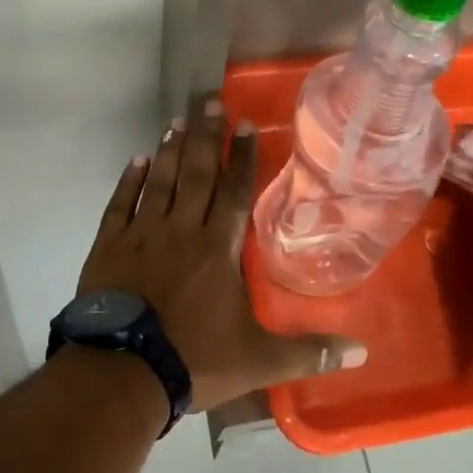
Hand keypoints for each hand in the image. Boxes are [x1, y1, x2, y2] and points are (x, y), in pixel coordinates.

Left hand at [77, 100, 364, 411]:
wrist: (123, 371)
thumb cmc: (195, 359)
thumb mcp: (259, 361)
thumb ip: (309, 352)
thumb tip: (362, 352)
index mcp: (218, 248)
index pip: (235, 191)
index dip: (242, 156)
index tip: (244, 124)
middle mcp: (182, 229)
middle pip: (197, 173)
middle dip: (205, 136)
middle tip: (208, 101)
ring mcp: (142, 233)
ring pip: (160, 181)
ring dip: (170, 149)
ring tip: (177, 120)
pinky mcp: (110, 244)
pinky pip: (120, 203)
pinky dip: (129, 180)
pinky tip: (137, 160)